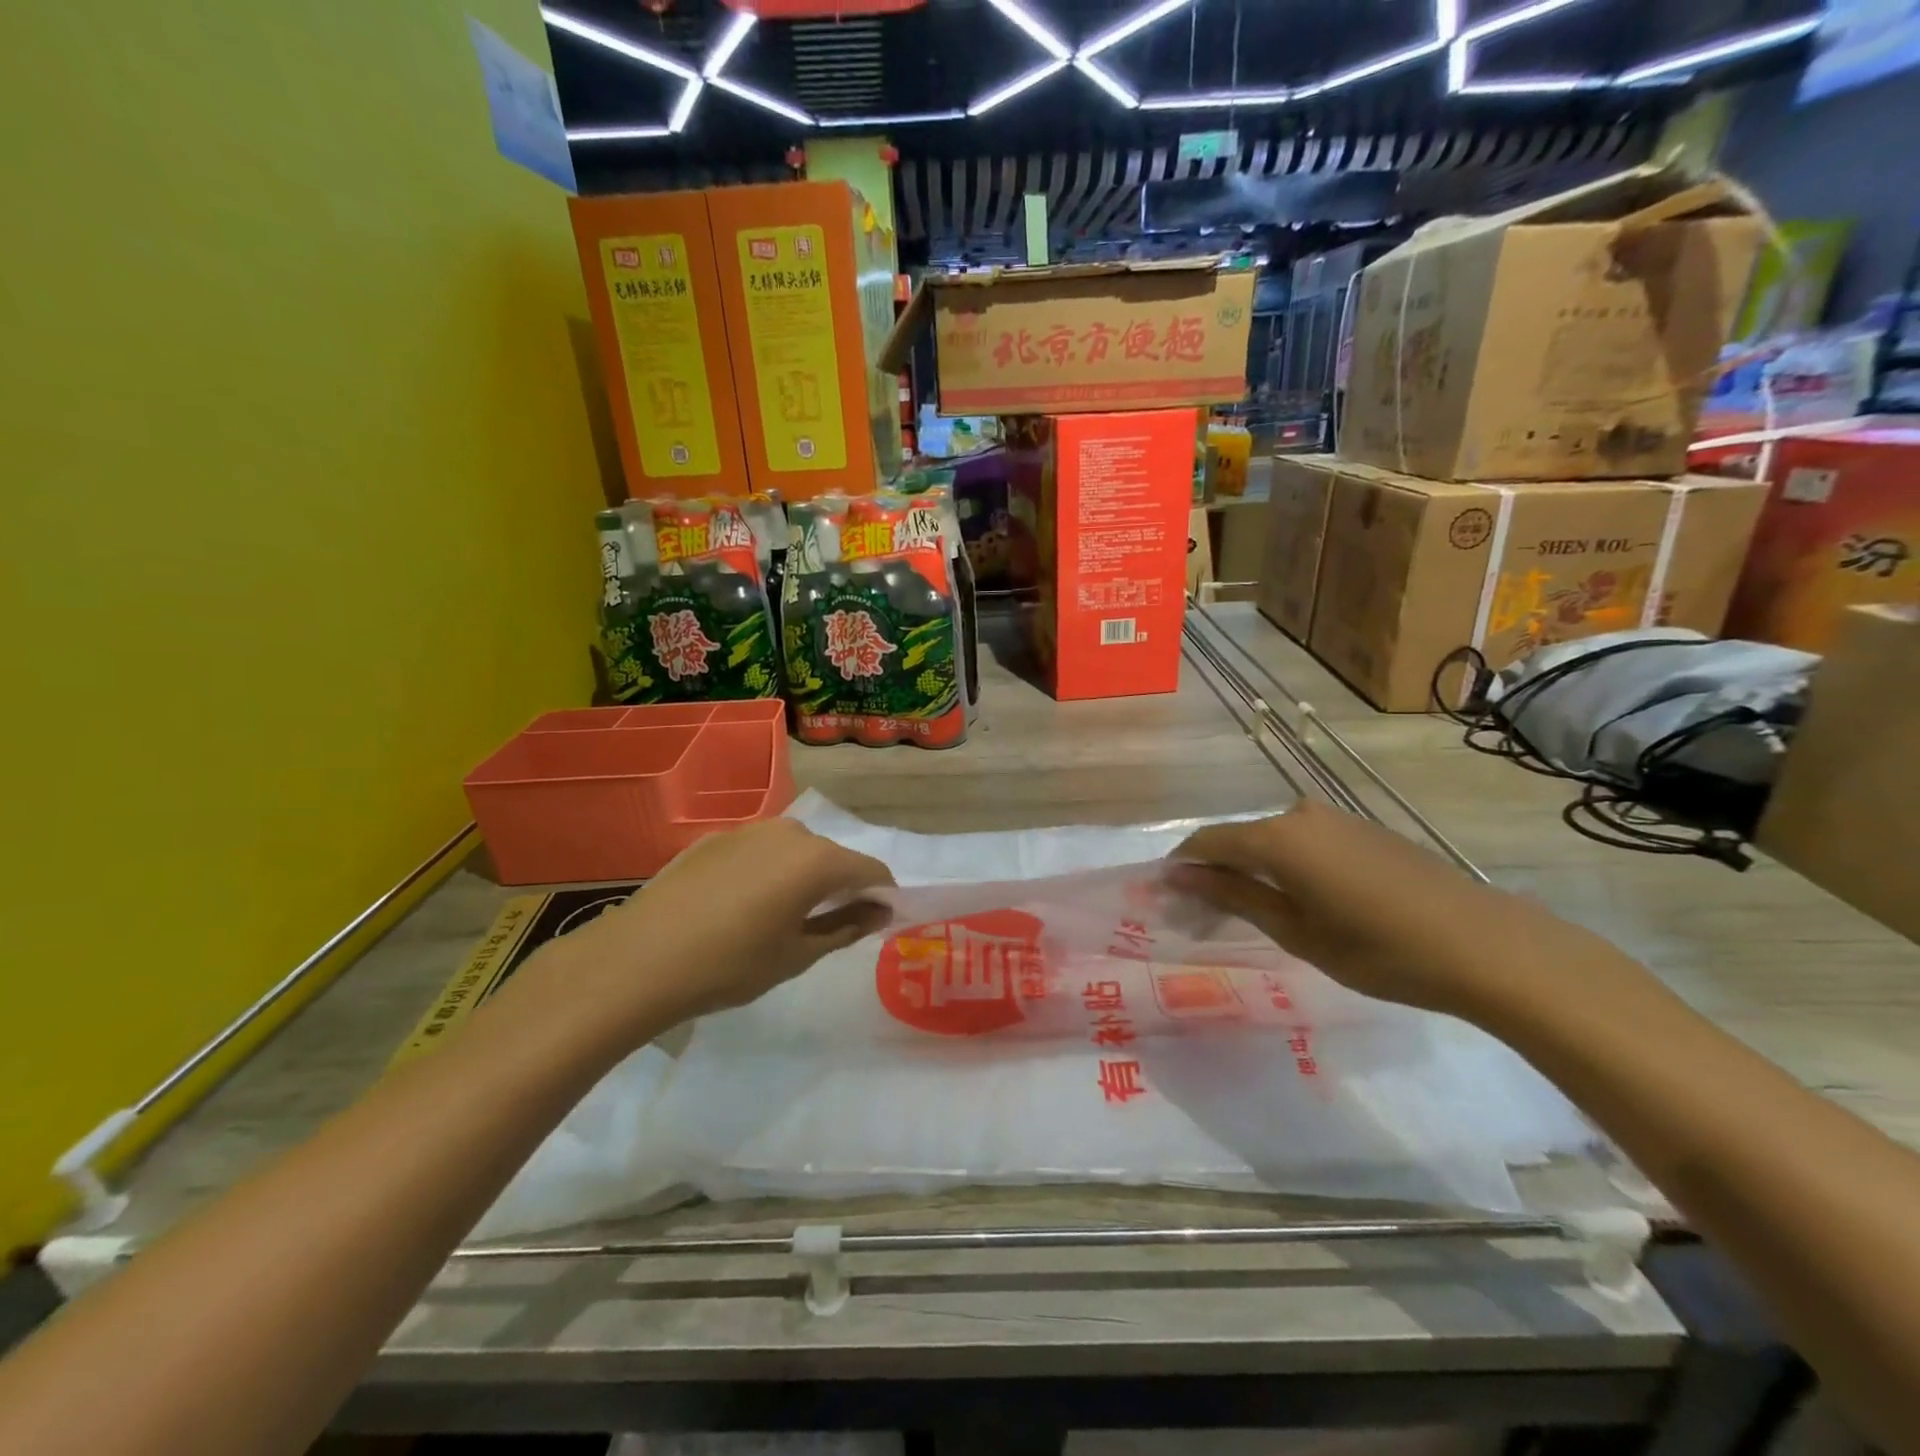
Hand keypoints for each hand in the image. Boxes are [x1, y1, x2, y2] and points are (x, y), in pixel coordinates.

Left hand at [534, 817, 894, 1033]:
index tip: (881, 921)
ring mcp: (747, 830)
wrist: (638, 960)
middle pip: (832, 856)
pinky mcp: (714, 839)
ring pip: (794, 851)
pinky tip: (742, 906)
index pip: (870, 870)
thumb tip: (880, 911)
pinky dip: (768, 872)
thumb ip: (847, 926)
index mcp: (817, 859)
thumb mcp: (797, 955)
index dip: (882, 895)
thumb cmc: (730, 965)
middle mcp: (789, 832)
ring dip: (802, 877)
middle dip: (841, 885)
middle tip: (830, 925)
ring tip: (784, 916)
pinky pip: (759, 851)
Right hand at [1169, 802, 1542, 1020]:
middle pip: (1239, 838)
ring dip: (1253, 870)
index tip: (1166, 897)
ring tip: (1252, 912)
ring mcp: (1336, 819)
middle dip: (1216, 872)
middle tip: (1206, 915)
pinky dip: (1288, 866)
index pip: (1206, 841)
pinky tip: (1301, 901)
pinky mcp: (1364, 830)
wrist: (1486, 945)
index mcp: (1277, 837)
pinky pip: (1306, 842)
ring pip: (1273, 840)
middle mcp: (1300, 814)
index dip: (1182, 866)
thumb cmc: (1379, 949)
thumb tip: (1179, 875)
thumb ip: (1234, 896)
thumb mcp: (1296, 931)